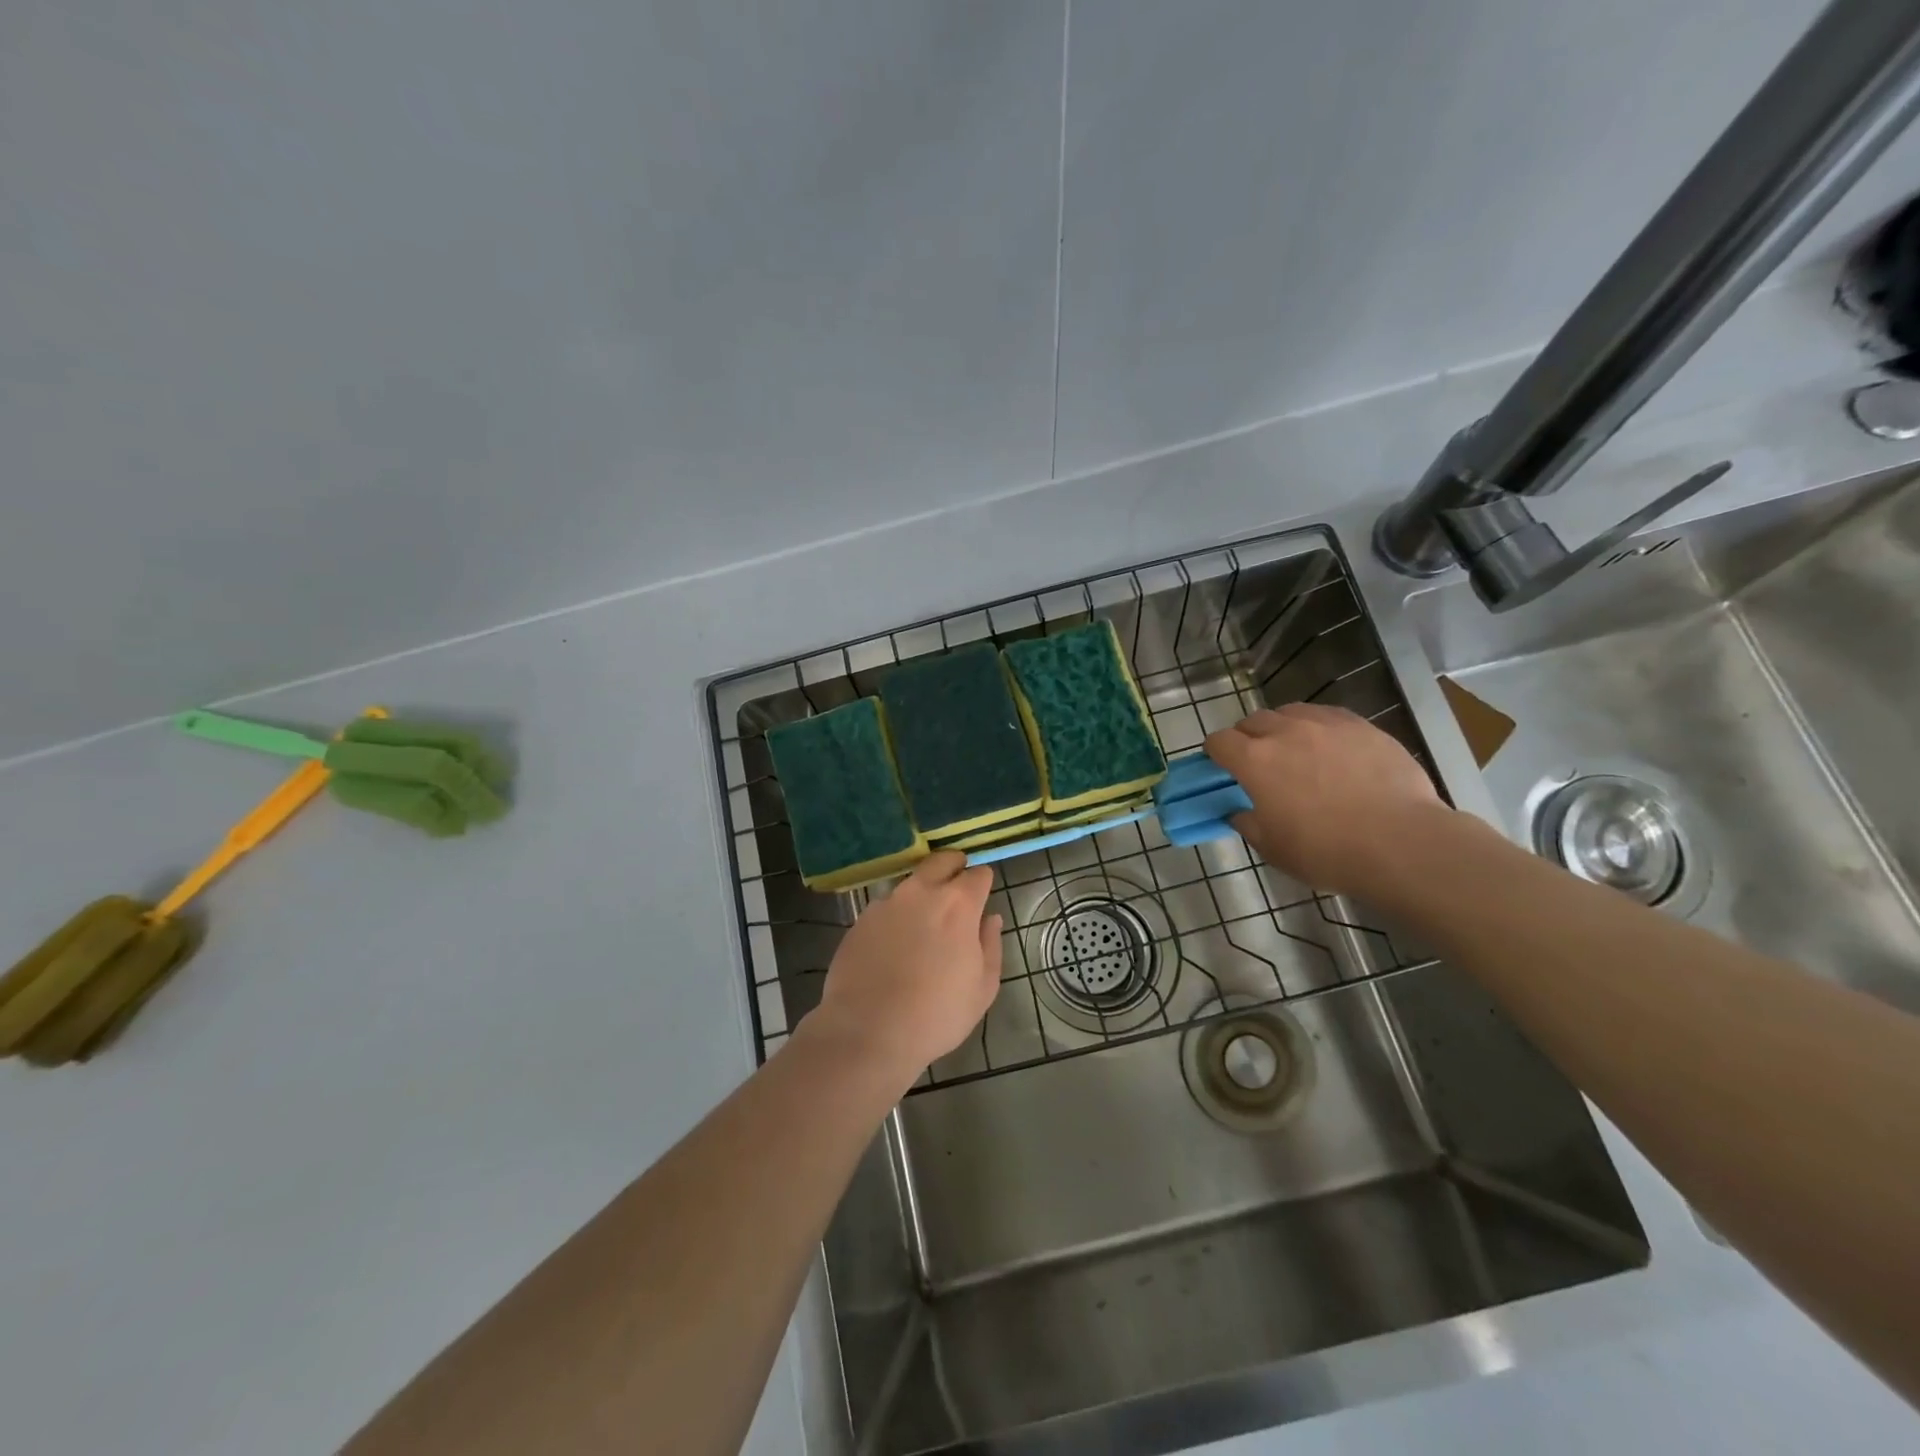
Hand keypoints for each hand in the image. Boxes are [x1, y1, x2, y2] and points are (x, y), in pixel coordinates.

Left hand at [807, 853, 1002, 1089]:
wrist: (867, 1031)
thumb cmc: (936, 1014)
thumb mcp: (983, 988)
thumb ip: (991, 945)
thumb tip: (990, 919)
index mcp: (958, 904)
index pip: (978, 874)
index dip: (984, 883)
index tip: (983, 897)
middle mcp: (921, 892)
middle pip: (942, 860)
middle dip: (954, 867)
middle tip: (958, 889)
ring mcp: (886, 903)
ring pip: (911, 883)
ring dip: (923, 892)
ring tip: (924, 923)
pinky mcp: (861, 919)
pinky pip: (887, 906)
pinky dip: (897, 915)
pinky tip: (895, 943)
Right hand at [1204, 704, 1445, 897]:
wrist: (1400, 842)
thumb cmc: (1326, 851)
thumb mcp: (1273, 849)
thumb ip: (1249, 825)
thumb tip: (1239, 814)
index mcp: (1254, 761)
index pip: (1219, 741)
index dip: (1215, 752)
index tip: (1220, 766)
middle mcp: (1285, 732)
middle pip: (1253, 721)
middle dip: (1247, 737)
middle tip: (1257, 761)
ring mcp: (1326, 724)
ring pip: (1290, 712)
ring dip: (1282, 727)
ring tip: (1294, 749)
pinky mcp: (1362, 726)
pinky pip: (1328, 716)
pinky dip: (1319, 728)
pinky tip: (1332, 749)